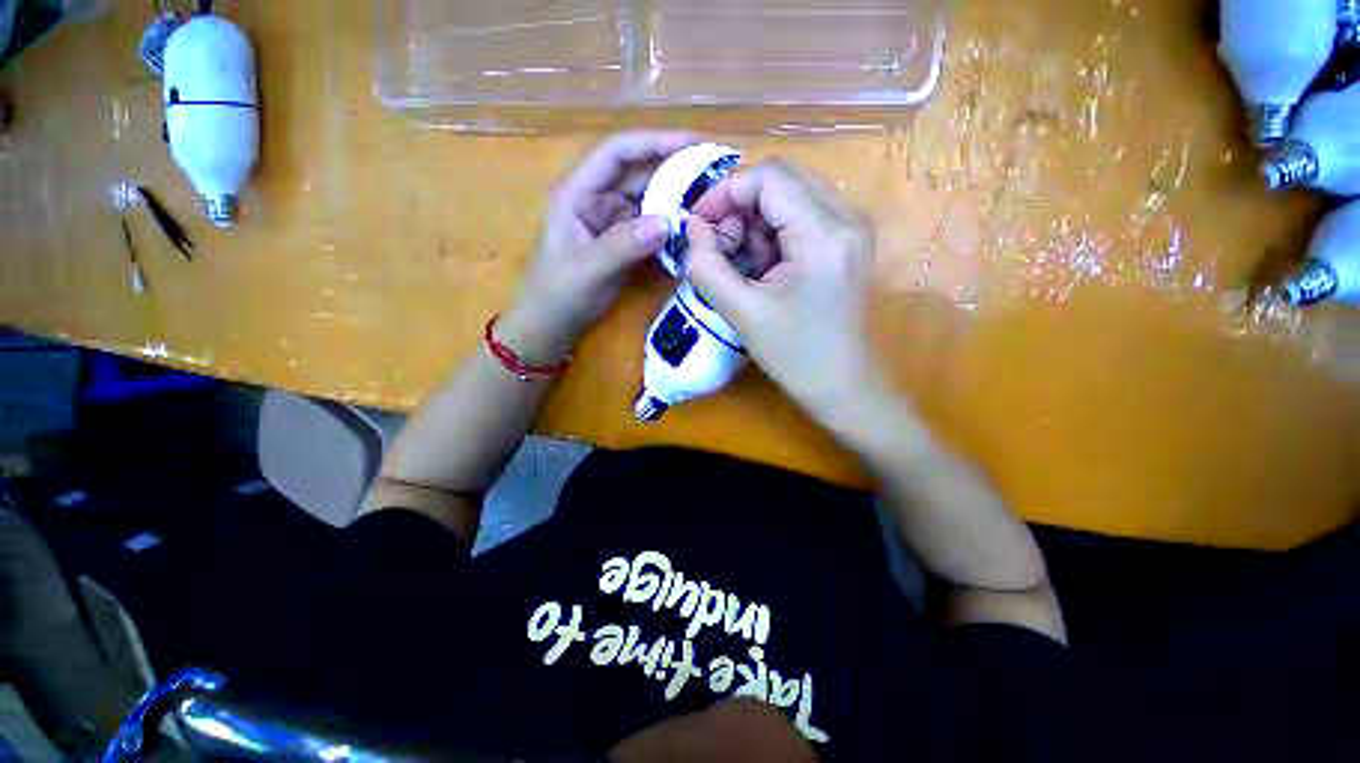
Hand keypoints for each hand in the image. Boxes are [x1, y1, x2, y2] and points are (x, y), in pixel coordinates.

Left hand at [504, 131, 699, 362]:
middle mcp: (596, 200)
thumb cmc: (558, 294)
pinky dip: (669, 228)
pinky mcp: (621, 243)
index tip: (694, 144)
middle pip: (638, 174)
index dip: (655, 142)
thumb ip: (624, 245)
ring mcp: (610, 222)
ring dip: (675, 201)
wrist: (550, 326)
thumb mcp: (588, 269)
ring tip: (709, 202)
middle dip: (674, 172)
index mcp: (578, 192)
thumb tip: (669, 223)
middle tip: (714, 176)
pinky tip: (690, 231)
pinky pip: (649, 228)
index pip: (618, 152)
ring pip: (647, 201)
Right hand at [685, 161, 878, 418]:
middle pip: (783, 178)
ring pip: (792, 193)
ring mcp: (853, 227)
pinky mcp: (849, 241)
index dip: (725, 192)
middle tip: (718, 243)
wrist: (841, 384)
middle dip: (740, 205)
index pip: (769, 178)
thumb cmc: (794, 355)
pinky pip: (804, 214)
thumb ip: (706, 265)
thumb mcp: (741, 311)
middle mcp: (848, 217)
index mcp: (824, 234)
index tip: (698, 223)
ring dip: (756, 220)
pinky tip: (764, 266)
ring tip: (741, 262)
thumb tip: (692, 226)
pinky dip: (774, 231)